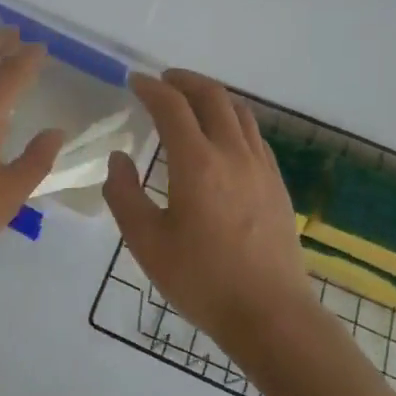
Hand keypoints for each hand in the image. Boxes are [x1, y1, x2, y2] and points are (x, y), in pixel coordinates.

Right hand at [102, 70, 308, 343]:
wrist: (271, 314)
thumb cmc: (201, 280)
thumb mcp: (146, 242)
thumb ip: (124, 195)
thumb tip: (119, 159)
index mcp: (196, 162)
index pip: (172, 106)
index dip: (151, 88)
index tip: (134, 82)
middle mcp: (232, 153)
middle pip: (211, 96)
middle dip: (184, 81)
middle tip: (162, 81)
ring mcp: (261, 167)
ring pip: (238, 112)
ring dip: (211, 97)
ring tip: (191, 102)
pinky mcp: (277, 184)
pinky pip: (253, 135)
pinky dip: (232, 120)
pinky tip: (222, 139)